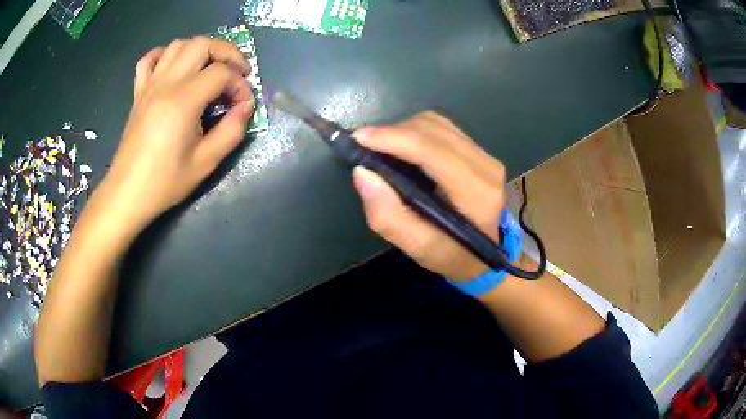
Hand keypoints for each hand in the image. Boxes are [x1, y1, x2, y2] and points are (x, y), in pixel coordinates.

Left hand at [100, 37, 254, 228]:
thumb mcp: (205, 163)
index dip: (239, 84)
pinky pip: (149, 60)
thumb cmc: (164, 183)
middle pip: (202, 44)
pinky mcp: (138, 92)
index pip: (221, 73)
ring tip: (210, 69)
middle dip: (226, 53)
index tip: (243, 105)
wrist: (127, 194)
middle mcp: (166, 84)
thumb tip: (245, 107)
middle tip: (236, 73)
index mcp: (183, 101)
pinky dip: (165, 55)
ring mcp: (149, 85)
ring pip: (178, 45)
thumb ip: (231, 131)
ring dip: (200, 50)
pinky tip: (175, 67)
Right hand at [352, 112, 505, 280]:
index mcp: (476, 193)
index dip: (393, 138)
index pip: (431, 150)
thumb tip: (362, 172)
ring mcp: (485, 155)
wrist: (486, 257)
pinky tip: (403, 148)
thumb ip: (389, 216)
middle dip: (393, 132)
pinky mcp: (479, 151)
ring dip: (403, 130)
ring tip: (382, 148)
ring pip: (436, 123)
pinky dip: (416, 132)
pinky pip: (442, 128)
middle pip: (432, 129)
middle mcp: (485, 166)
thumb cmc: (453, 257)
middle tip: (365, 147)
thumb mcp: (419, 249)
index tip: (358, 139)